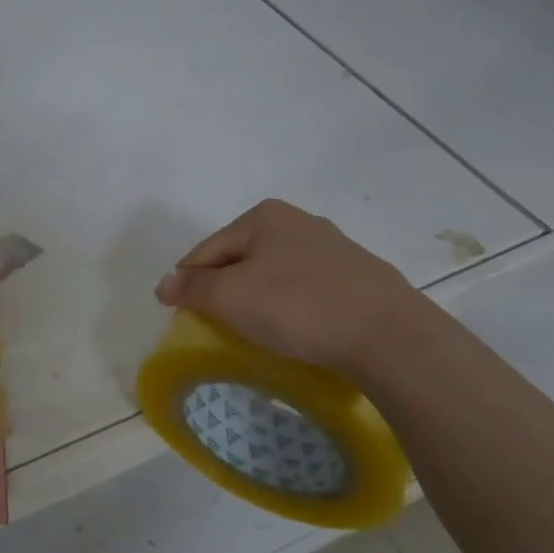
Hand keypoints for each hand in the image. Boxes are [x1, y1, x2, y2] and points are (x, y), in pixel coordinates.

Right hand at [155, 199, 426, 376]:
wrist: (390, 336)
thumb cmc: (298, 307)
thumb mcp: (230, 297)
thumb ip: (191, 288)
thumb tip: (164, 283)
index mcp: (264, 216)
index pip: (206, 250)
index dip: (188, 283)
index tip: (182, 315)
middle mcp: (299, 222)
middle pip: (240, 259)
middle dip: (225, 289)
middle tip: (219, 325)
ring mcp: (334, 249)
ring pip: (274, 274)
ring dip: (258, 299)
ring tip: (257, 332)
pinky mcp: (359, 278)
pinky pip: (306, 290)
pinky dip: (291, 307)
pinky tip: (297, 330)